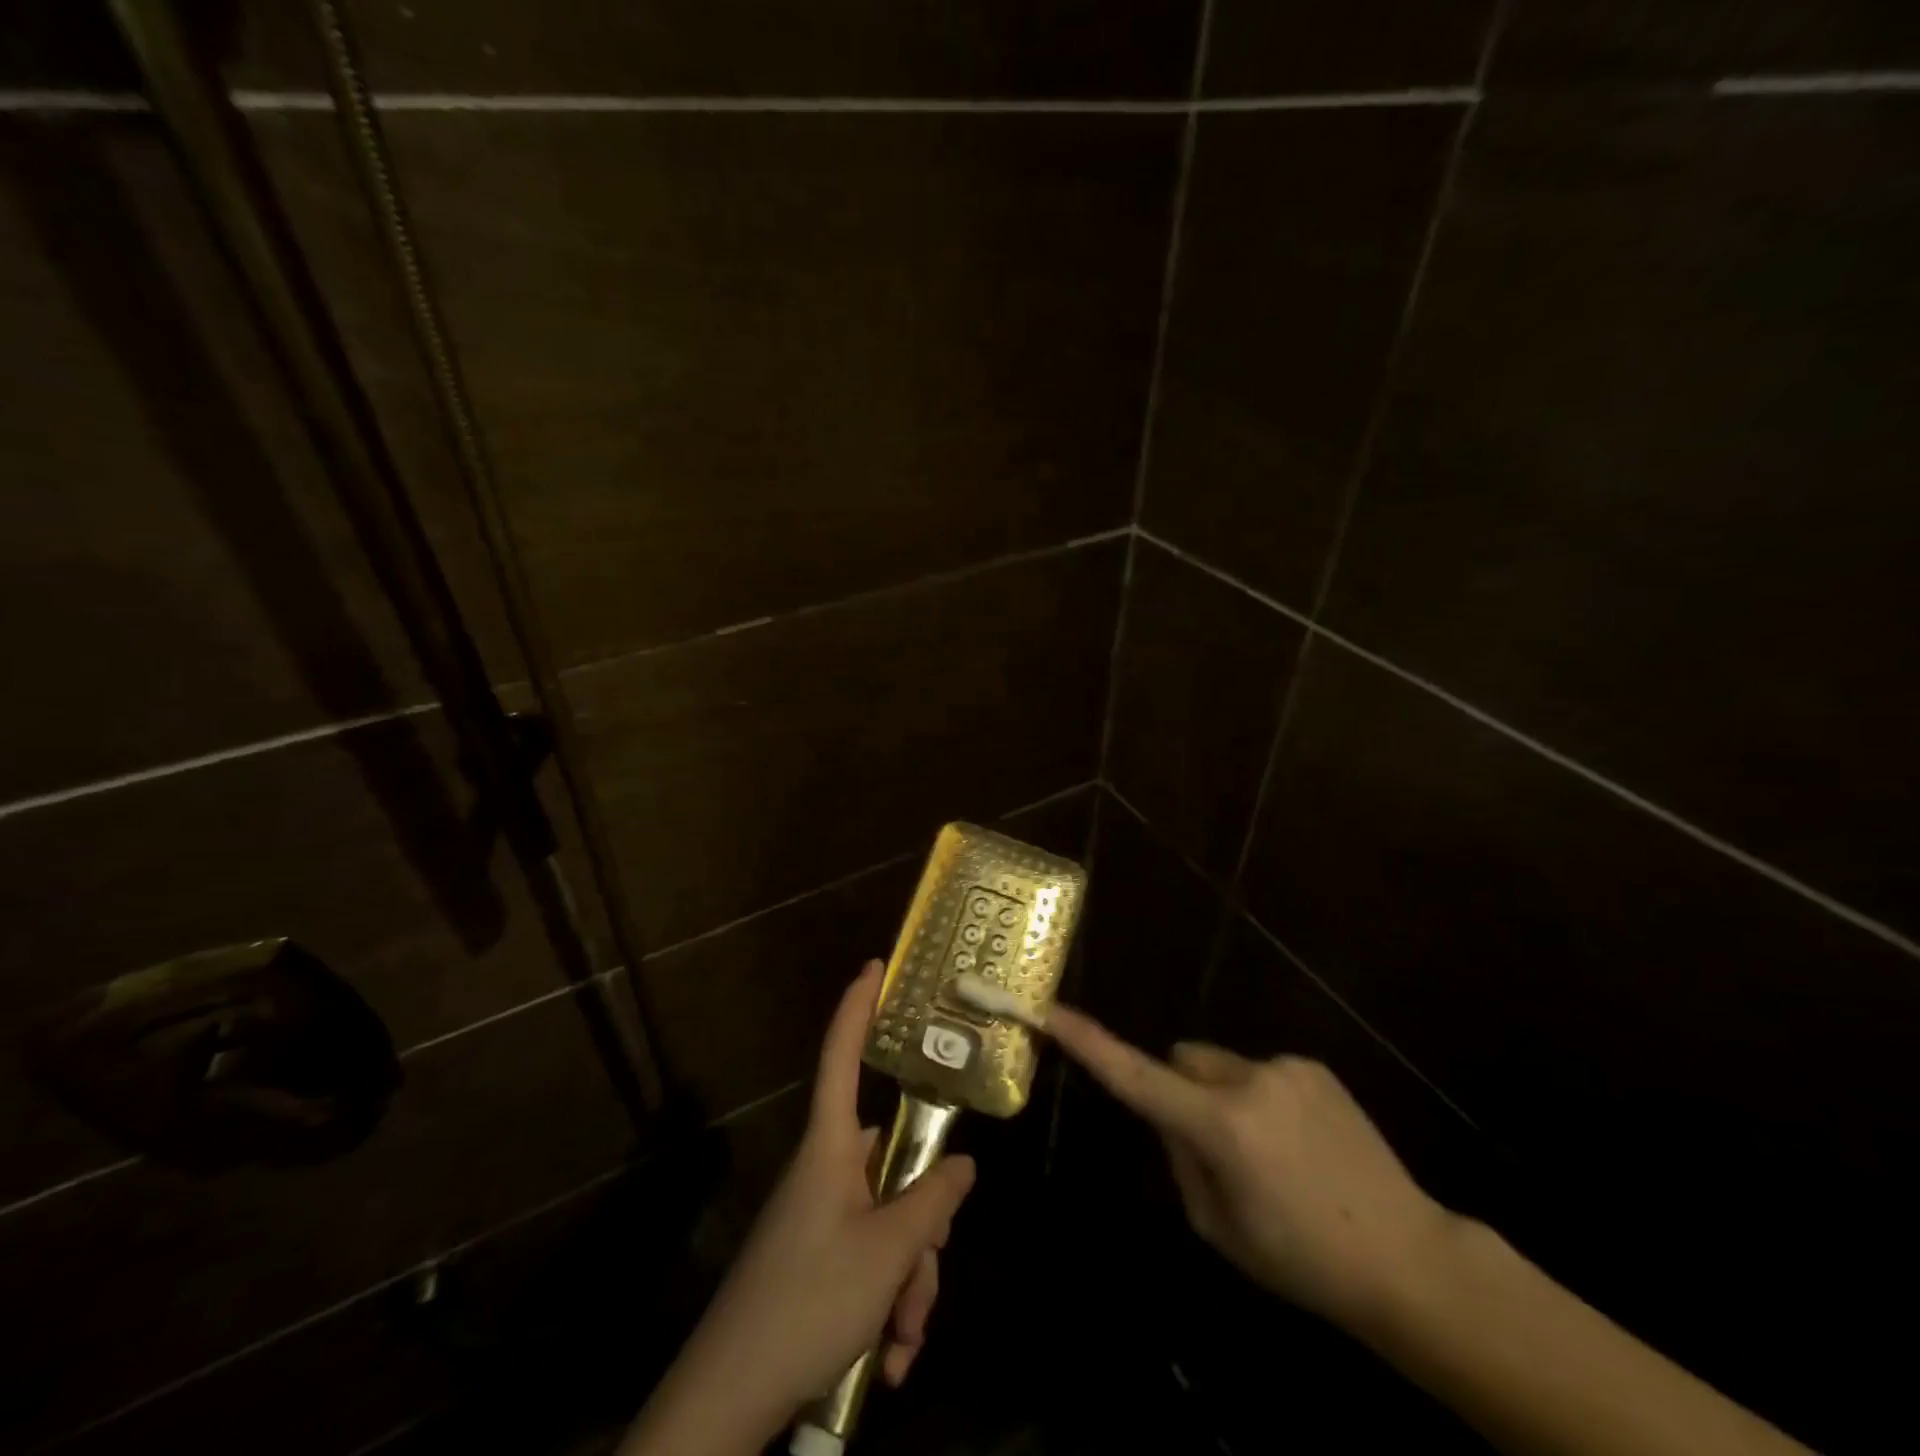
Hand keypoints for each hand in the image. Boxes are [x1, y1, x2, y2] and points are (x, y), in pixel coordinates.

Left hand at [623, 962, 976, 1455]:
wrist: (728, 1401)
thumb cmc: (808, 1303)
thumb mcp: (886, 1254)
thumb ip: (932, 1201)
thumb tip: (961, 1164)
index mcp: (830, 1147)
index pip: (841, 1056)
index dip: (857, 1007)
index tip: (874, 966)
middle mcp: (826, 1172)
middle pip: (893, 1164)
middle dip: (923, 1228)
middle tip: (921, 1288)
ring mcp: (821, 1219)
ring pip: (890, 1222)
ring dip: (909, 1282)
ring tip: (903, 1340)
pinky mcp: (818, 1262)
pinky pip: (871, 1261)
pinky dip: (888, 1304)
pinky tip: (888, 1359)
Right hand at [1047, 1006, 1453, 1330]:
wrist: (1408, 1258)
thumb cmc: (1301, 1260)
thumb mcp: (1218, 1227)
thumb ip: (1181, 1159)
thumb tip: (1172, 1116)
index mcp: (1221, 1127)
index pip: (1138, 1078)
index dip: (1090, 1044)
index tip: (1051, 1011)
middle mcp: (1249, 1080)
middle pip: (1182, 1061)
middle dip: (1182, 1090)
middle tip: (1215, 1148)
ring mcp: (1285, 1066)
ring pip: (1221, 1066)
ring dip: (1225, 1096)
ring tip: (1272, 1153)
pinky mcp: (1313, 1066)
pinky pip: (1261, 1071)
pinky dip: (1262, 1097)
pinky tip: (1300, 1143)